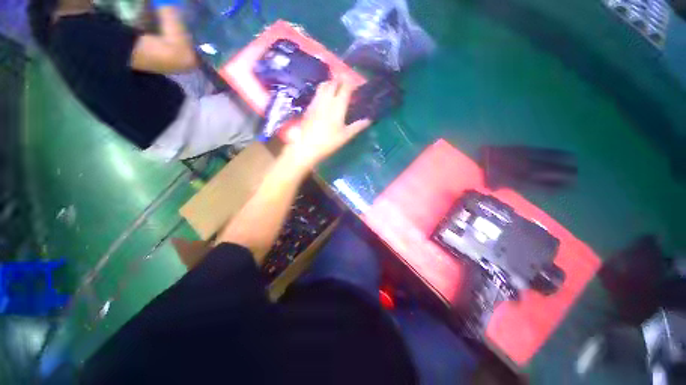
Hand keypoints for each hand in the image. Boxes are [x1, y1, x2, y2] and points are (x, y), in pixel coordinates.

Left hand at [286, 81, 370, 168]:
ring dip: (330, 83)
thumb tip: (369, 120)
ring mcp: (316, 102)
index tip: (355, 82)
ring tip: (335, 87)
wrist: (307, 147)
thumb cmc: (329, 143)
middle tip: (346, 82)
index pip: (345, 88)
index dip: (351, 83)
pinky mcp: (309, 107)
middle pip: (333, 83)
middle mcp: (326, 100)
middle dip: (340, 80)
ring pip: (323, 86)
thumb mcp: (345, 136)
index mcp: (337, 106)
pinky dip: (322, 91)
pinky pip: (317, 93)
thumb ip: (358, 126)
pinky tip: (325, 98)